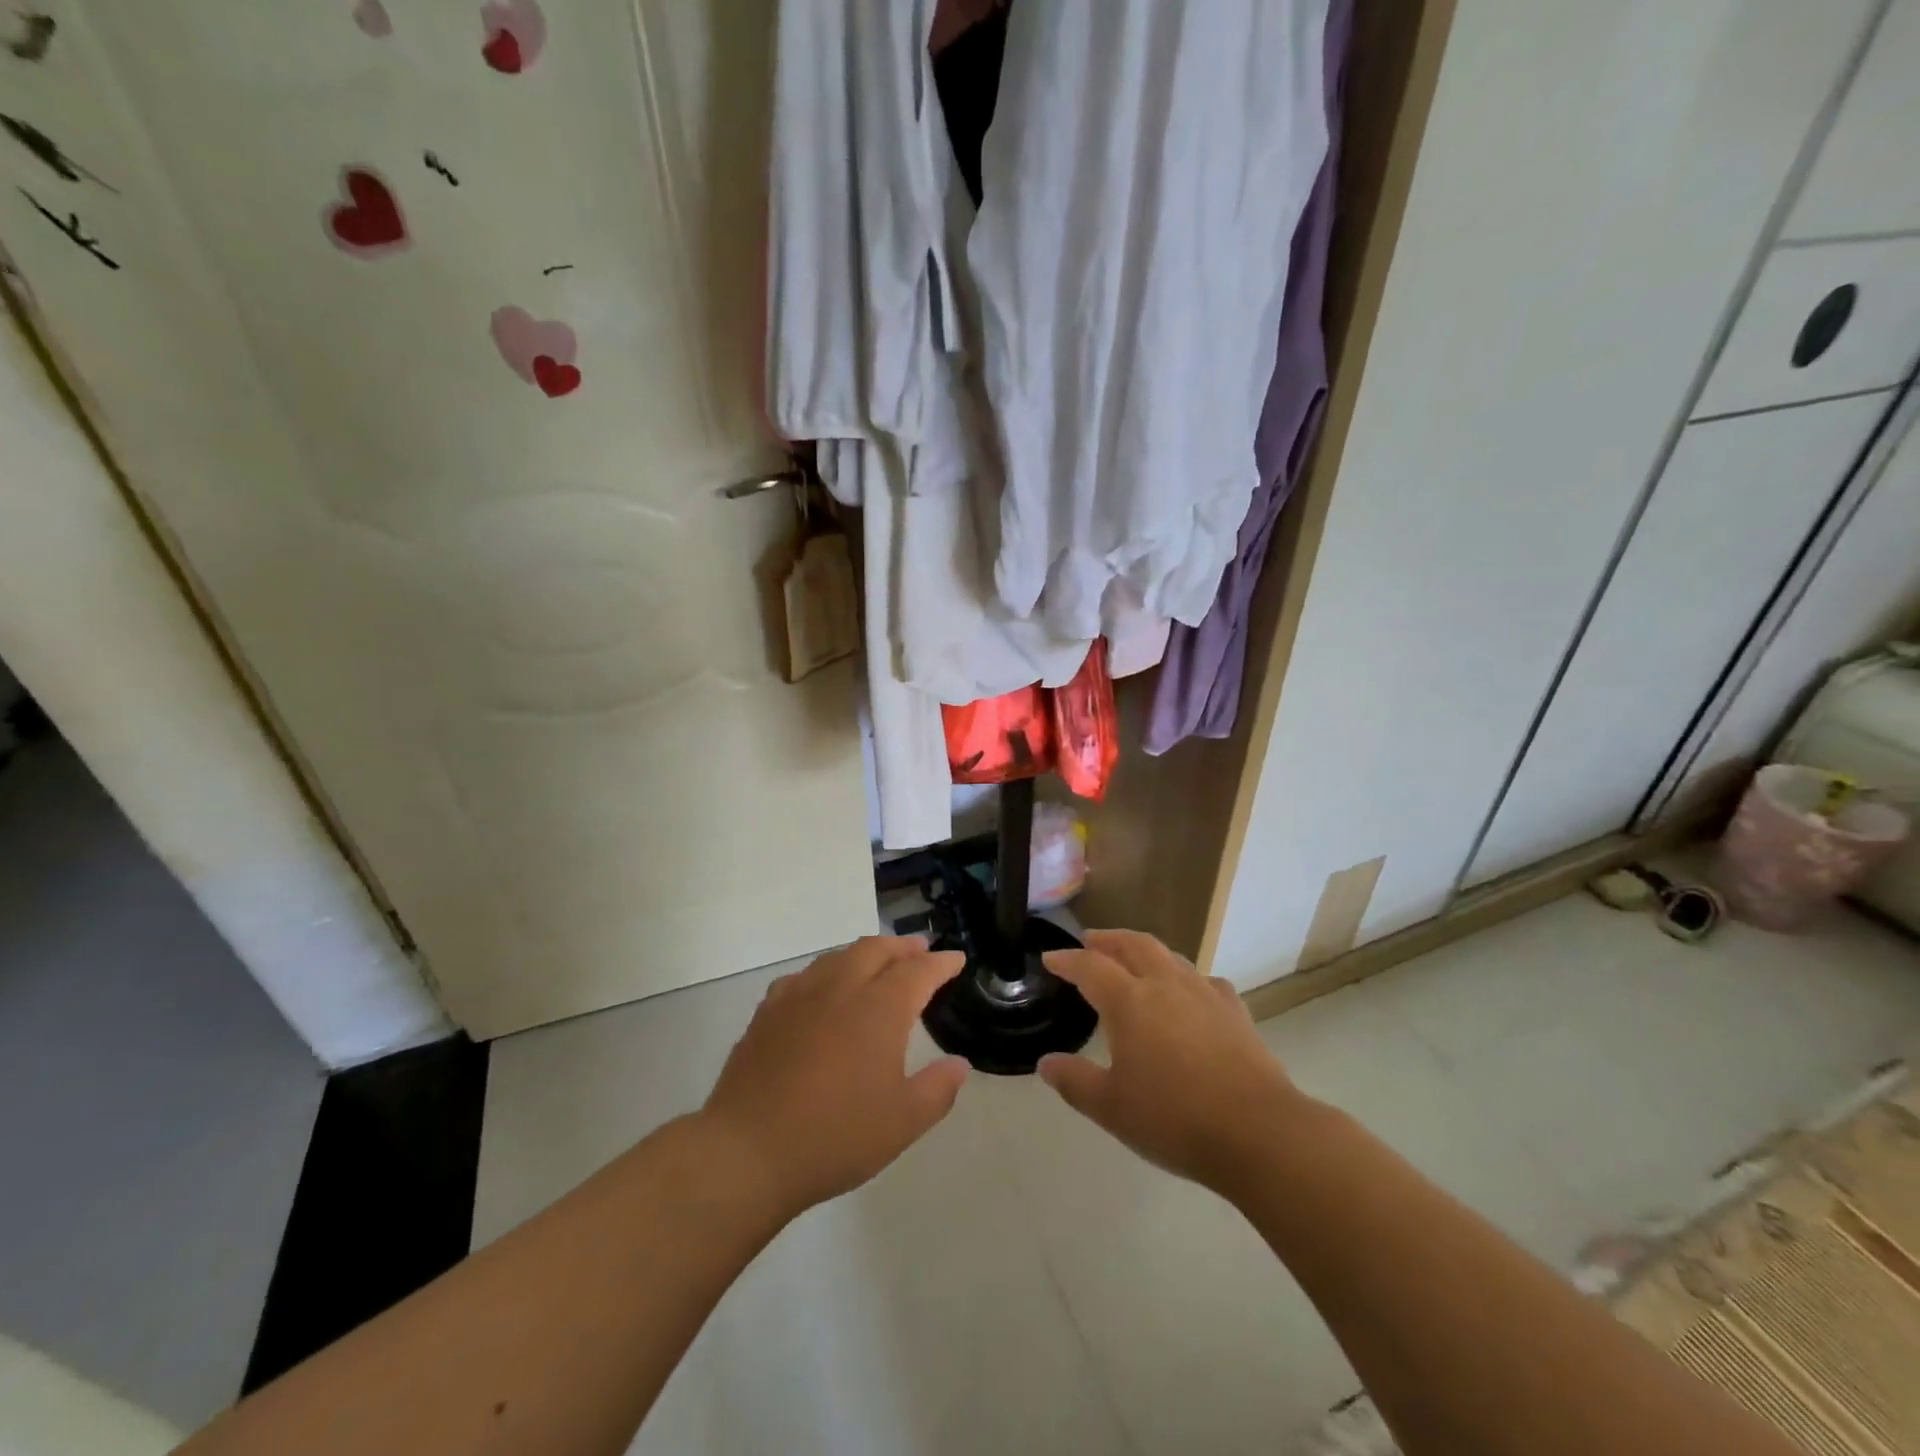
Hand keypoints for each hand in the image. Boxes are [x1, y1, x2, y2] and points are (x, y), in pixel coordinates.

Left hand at [700, 936, 968, 1219]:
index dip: (940, 963)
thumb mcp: (902, 1122)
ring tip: (876, 962)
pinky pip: (804, 976)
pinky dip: (825, 972)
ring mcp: (799, 996)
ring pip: (838, 956)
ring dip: (865, 952)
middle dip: (902, 946)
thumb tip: (959, 1064)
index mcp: (879, 1009)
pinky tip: (822, 990)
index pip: (918, 972)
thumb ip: (937, 1089)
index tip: (955, 959)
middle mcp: (841, 988)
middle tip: (919, 950)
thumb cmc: (835, 1136)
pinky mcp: (768, 1011)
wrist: (749, 1151)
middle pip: (876, 950)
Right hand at [1038, 930, 1303, 1196]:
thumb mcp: (1111, 1108)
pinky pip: (1204, 981)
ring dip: (1145, 952)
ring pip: (1170, 956)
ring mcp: (1204, 994)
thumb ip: (1074, 1081)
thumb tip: (1046, 1063)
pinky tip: (1189, 994)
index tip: (1051, 958)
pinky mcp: (1235, 1011)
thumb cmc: (1174, 1118)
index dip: (1067, 960)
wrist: (1258, 1131)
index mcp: (1129, 1001)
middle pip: (1133, 945)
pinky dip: (1186, 978)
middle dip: (1108, 939)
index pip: (1090, 966)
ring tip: (1135, 961)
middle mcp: (1165, 985)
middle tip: (1091, 941)